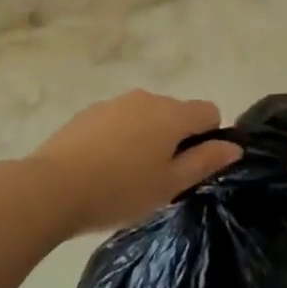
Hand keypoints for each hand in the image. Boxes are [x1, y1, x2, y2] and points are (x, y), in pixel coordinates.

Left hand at [29, 90, 241, 237]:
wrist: (53, 187)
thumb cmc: (121, 190)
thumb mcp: (170, 185)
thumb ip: (205, 162)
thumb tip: (233, 146)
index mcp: (172, 114)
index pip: (209, 111)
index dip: (208, 138)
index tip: (191, 168)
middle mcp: (146, 98)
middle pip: (176, 113)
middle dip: (175, 140)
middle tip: (159, 180)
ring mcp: (114, 102)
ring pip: (145, 117)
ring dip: (146, 138)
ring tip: (126, 177)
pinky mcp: (88, 113)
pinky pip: (118, 121)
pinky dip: (119, 139)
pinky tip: (102, 169)